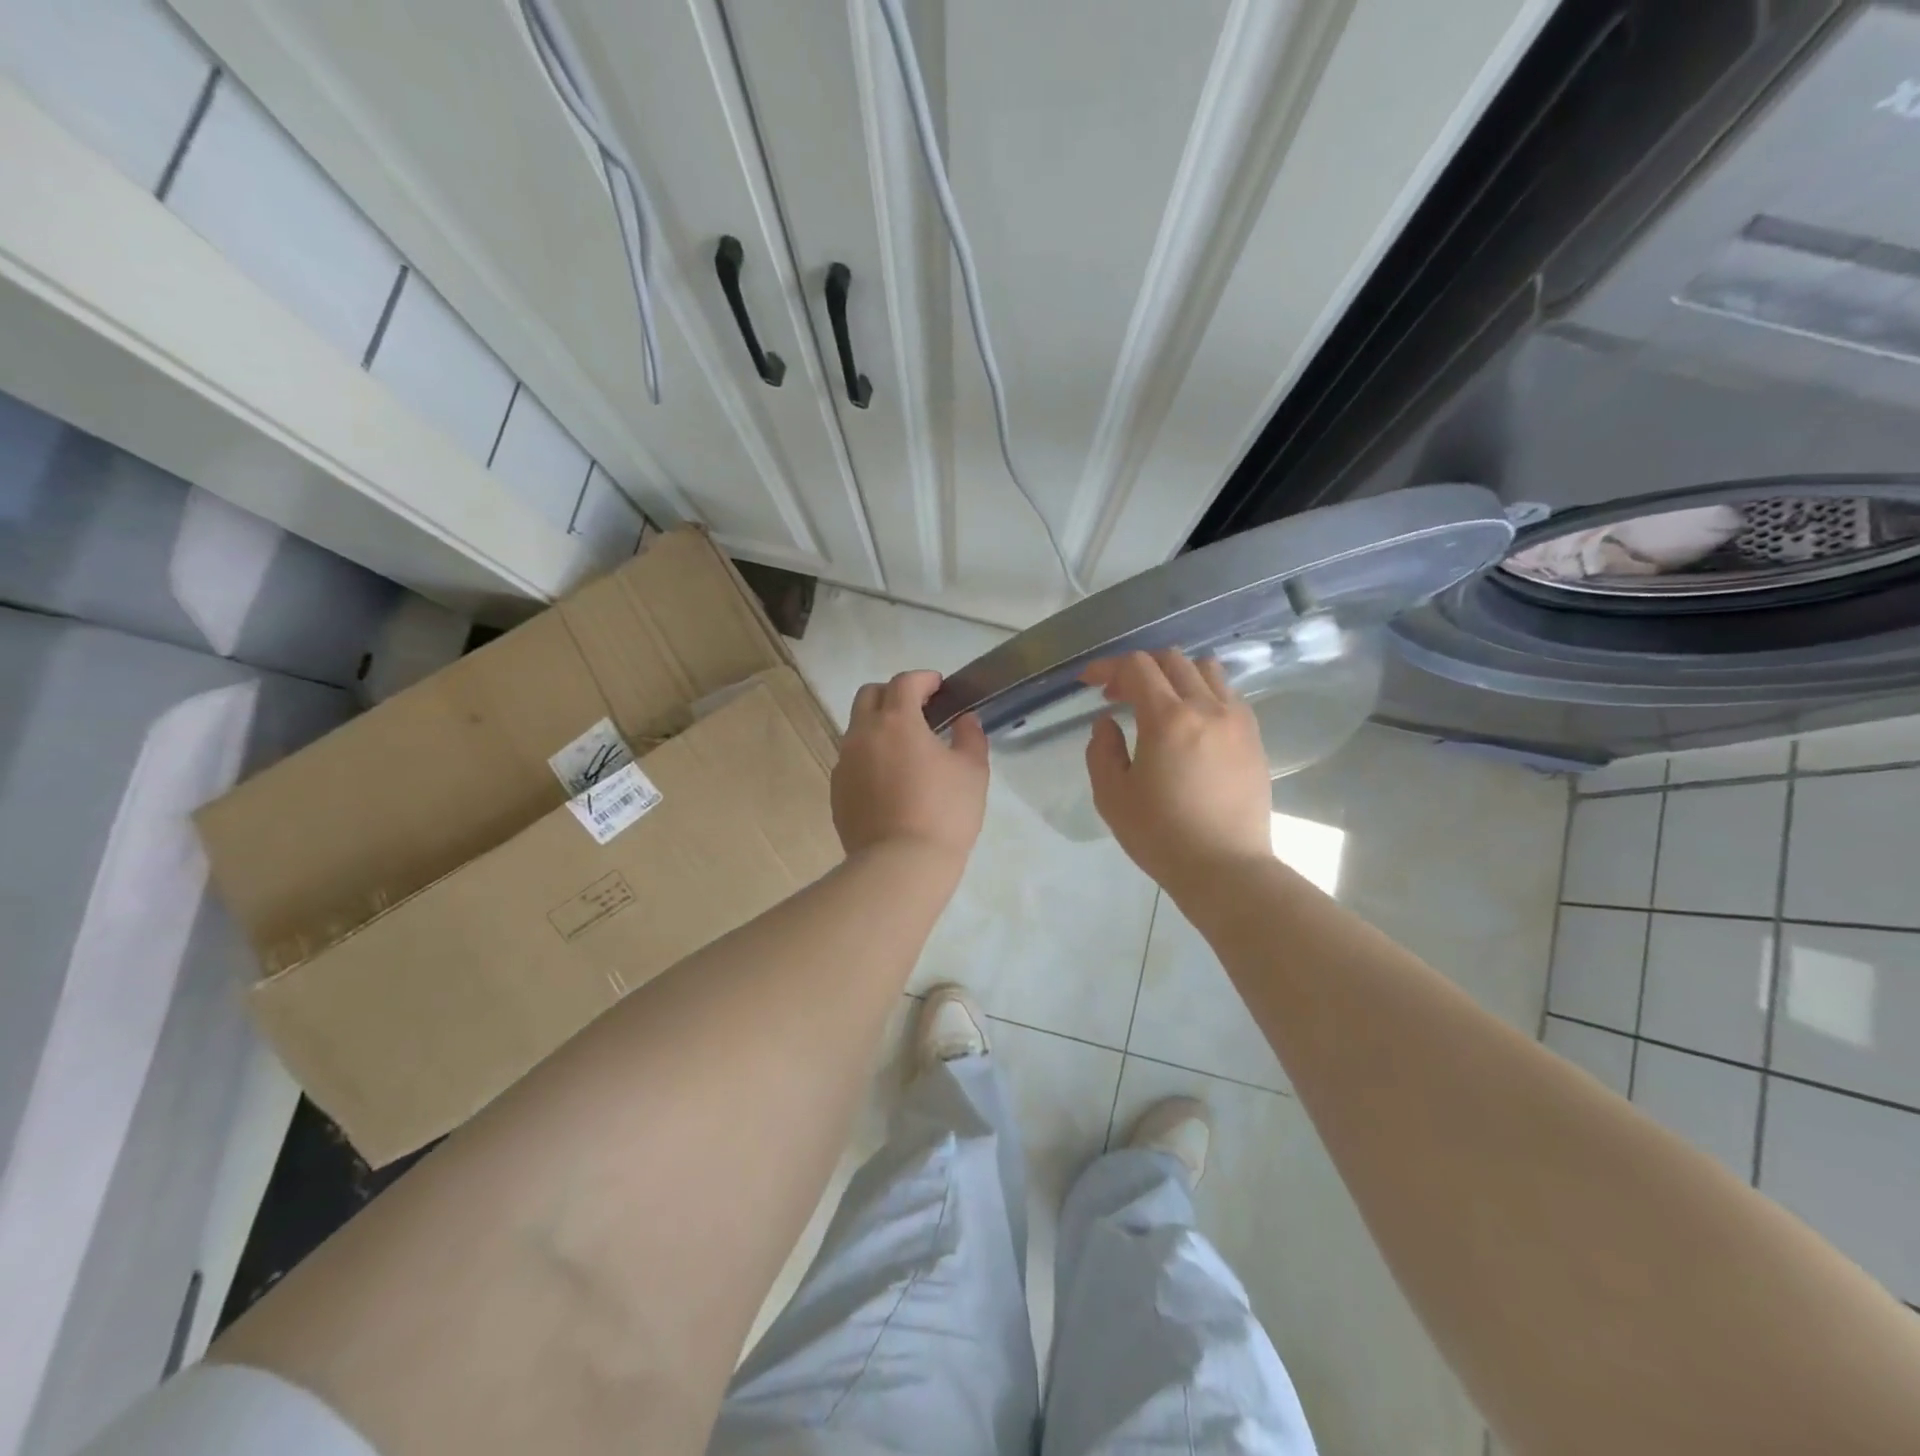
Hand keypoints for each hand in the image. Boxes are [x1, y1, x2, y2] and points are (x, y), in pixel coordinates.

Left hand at [832, 670, 988, 866]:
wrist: (900, 865)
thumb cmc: (944, 813)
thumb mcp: (972, 771)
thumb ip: (970, 736)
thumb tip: (964, 720)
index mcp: (897, 721)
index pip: (904, 682)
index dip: (923, 679)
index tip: (938, 686)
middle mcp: (862, 734)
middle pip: (869, 695)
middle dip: (893, 694)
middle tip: (918, 709)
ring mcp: (844, 763)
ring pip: (857, 729)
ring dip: (879, 726)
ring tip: (905, 748)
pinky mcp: (836, 791)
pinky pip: (852, 761)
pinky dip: (869, 757)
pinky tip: (889, 780)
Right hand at [1083, 650, 1272, 898]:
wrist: (1225, 869)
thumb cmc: (1161, 835)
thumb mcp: (1112, 796)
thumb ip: (1101, 750)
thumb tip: (1107, 723)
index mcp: (1168, 719)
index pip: (1136, 667)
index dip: (1107, 667)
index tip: (1090, 682)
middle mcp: (1207, 708)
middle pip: (1172, 660)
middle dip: (1138, 669)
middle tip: (1118, 696)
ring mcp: (1237, 720)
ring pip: (1206, 670)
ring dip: (1175, 675)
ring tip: (1159, 703)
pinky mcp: (1254, 737)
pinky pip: (1228, 694)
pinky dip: (1203, 693)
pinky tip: (1190, 723)